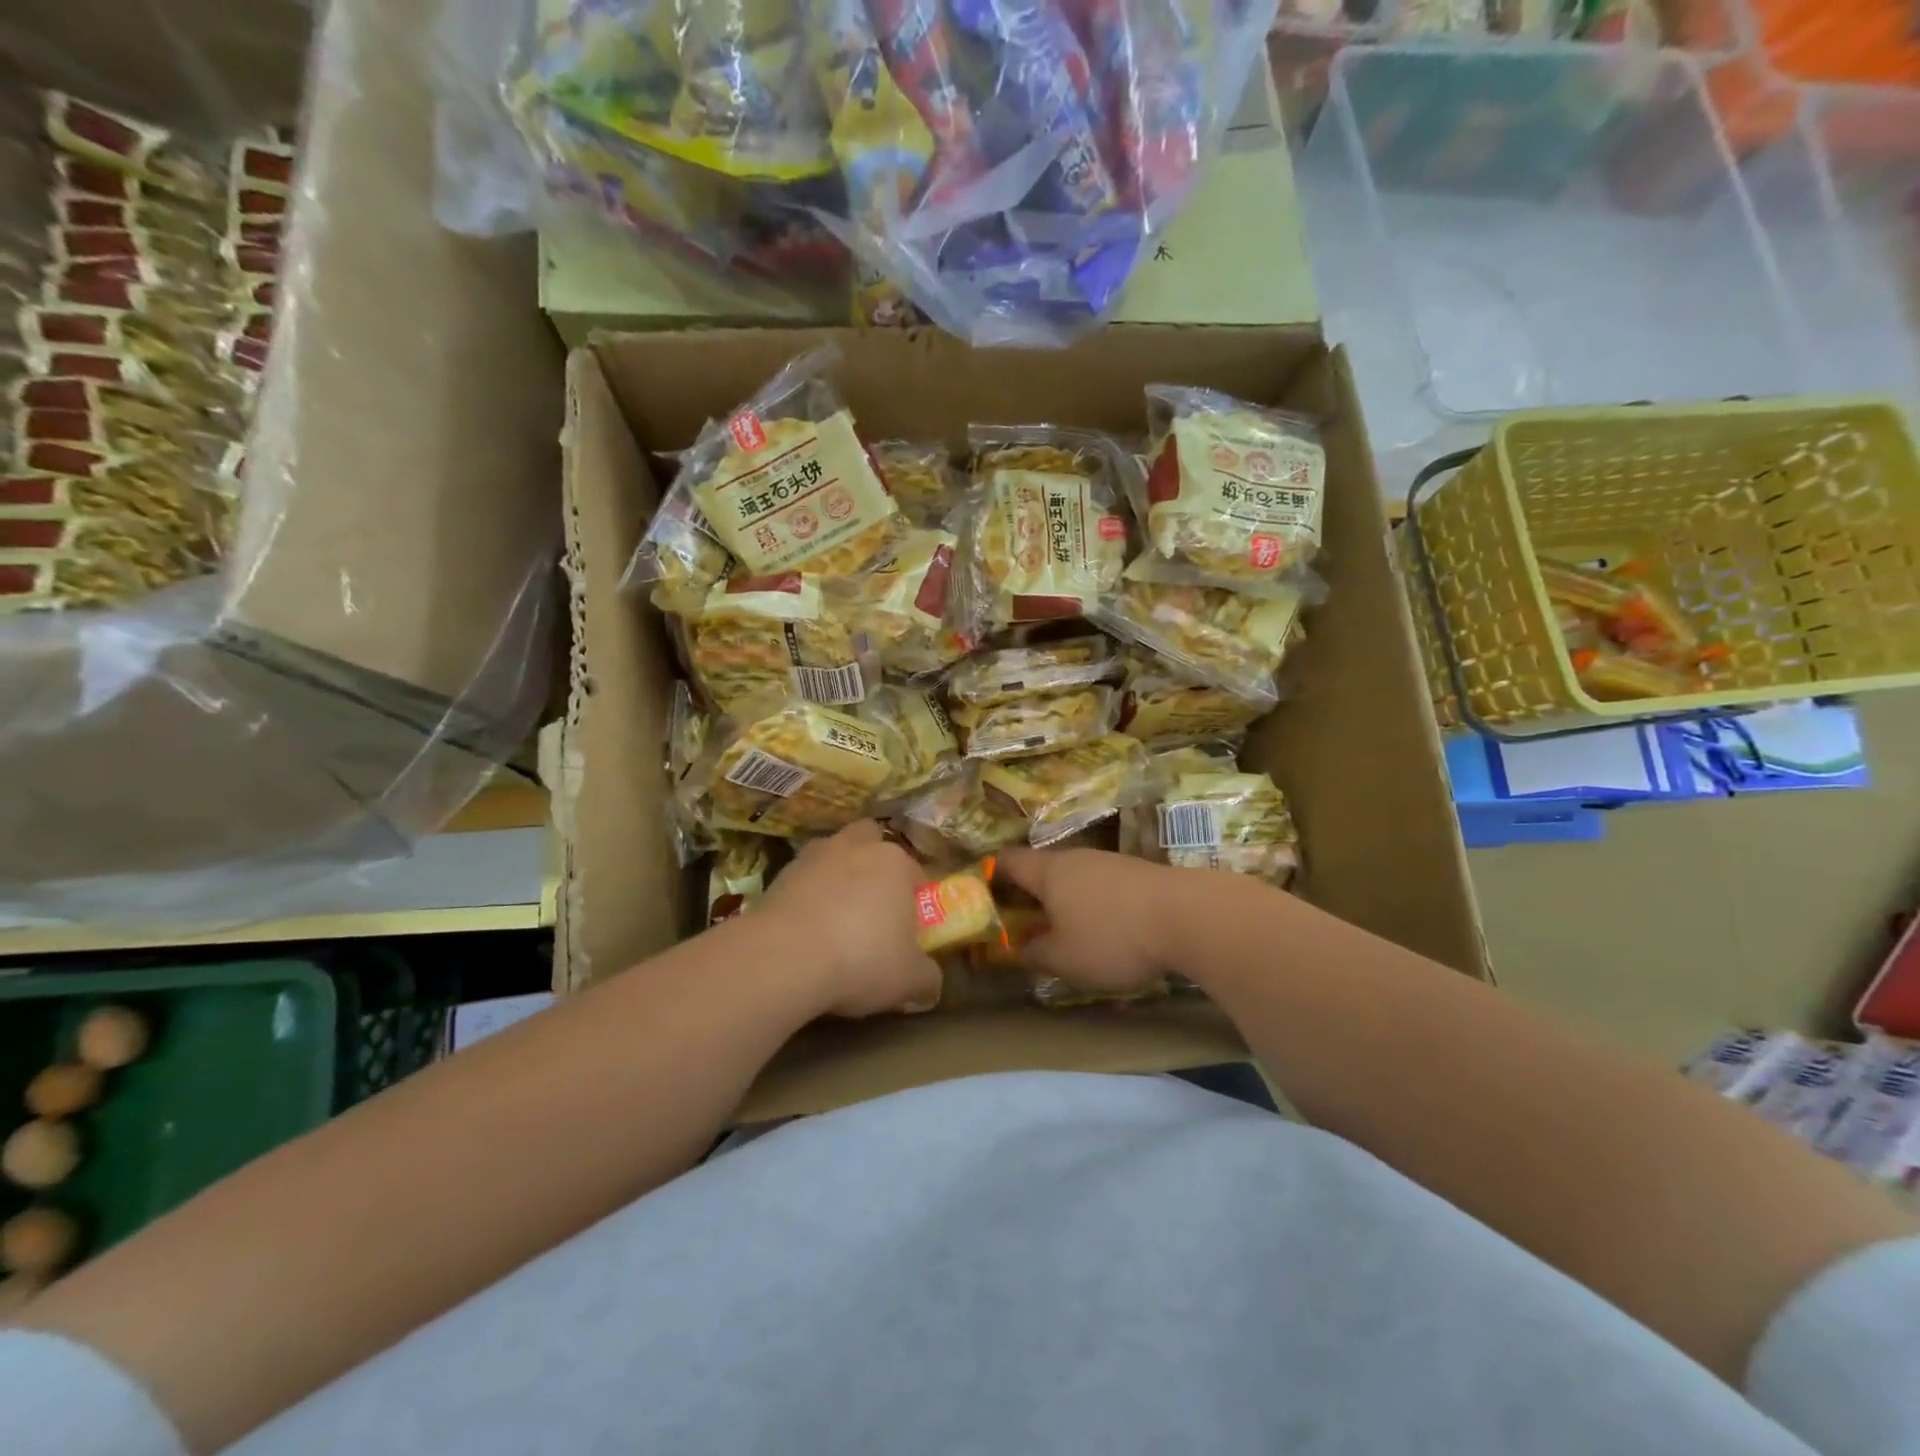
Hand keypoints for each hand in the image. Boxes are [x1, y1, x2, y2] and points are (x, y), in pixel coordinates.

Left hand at [761, 821, 941, 1018]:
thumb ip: (927, 977)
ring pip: (832, 856)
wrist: (783, 958)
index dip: (914, 898)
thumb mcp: (908, 979)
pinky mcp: (779, 874)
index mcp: (895, 862)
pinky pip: (802, 880)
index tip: (908, 927)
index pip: (914, 872)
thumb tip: (931, 983)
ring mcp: (813, 856)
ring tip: (835, 918)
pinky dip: (807, 897)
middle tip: (872, 902)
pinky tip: (806, 930)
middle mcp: (856, 847)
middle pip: (870, 841)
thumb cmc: (861, 959)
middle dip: (873, 863)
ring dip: (836, 877)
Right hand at [994, 847, 1184, 992]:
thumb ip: (1034, 954)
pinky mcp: (1137, 873)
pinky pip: (1101, 886)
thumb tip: (1017, 950)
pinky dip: (1092, 904)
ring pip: (1073, 878)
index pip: (1006, 860)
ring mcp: (1109, 862)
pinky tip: (1104, 930)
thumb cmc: (1112, 936)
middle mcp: (1075, 858)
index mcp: (1048, 871)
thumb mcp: (1064, 958)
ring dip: (1063, 901)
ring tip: (1062, 932)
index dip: (988, 874)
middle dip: (1028, 895)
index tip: (979, 896)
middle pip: (1041, 869)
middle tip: (1020, 924)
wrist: (1188, 916)